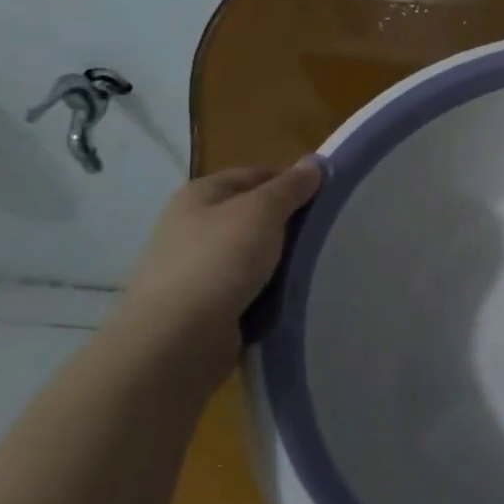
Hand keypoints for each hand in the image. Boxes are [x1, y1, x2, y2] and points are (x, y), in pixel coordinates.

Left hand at [115, 158, 322, 377]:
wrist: (176, 340)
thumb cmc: (219, 261)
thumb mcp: (263, 212)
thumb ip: (291, 186)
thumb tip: (314, 163)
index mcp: (200, 194)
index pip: (256, 174)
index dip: (292, 181)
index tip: (327, 198)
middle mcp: (192, 225)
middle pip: (254, 214)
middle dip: (289, 222)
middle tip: (327, 231)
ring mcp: (195, 267)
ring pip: (252, 252)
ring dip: (280, 259)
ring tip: (315, 265)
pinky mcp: (202, 303)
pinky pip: (246, 286)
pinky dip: (268, 288)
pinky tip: (290, 294)